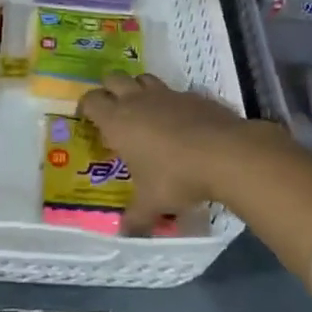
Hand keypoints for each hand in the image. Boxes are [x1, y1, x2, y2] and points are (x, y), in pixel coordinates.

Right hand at [76, 73, 269, 233]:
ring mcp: (166, 94)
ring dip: (138, 88)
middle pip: (114, 78)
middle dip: (109, 89)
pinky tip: (178, 121)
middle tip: (112, 110)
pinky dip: (169, 101)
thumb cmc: (176, 177)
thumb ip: (135, 217)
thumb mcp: (152, 203)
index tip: (86, 117)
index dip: (86, 105)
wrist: (224, 153)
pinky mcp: (192, 95)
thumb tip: (124, 233)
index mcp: (118, 121)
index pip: (92, 100)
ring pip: (143, 78)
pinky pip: (173, 92)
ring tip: (142, 110)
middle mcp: (138, 101)